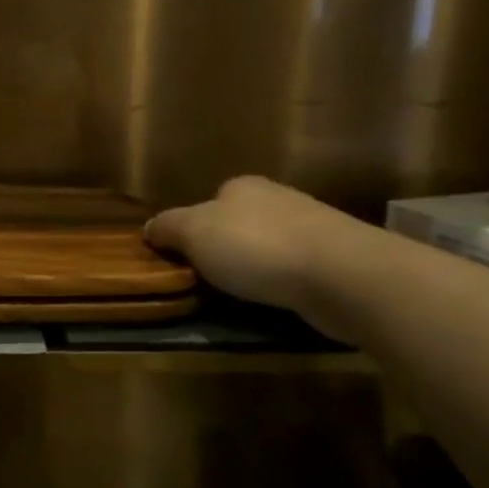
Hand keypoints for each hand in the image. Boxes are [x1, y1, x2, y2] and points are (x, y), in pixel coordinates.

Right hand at [145, 176, 372, 330]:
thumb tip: (148, 227)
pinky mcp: (335, 260)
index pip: (209, 202)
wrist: (341, 273)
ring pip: (269, 247)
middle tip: (210, 280)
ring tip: (242, 296)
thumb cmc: (256, 246)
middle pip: (240, 223)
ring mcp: (311, 228)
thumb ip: (168, 227)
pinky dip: (282, 284)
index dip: (194, 229)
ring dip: (256, 268)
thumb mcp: (194, 233)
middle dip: (226, 248)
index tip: (186, 258)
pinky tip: (277, 300)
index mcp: (242, 187)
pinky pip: (295, 270)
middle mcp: (277, 198)